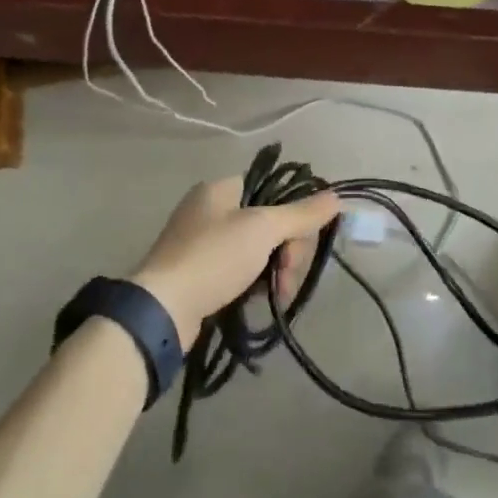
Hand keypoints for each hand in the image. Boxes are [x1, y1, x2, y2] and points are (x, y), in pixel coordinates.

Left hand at [132, 177, 340, 349]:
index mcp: (221, 189)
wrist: (162, 309)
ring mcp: (202, 242)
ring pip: (258, 249)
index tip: (299, 244)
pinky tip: (258, 299)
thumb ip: (301, 214)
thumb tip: (336, 196)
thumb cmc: (213, 257)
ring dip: (274, 271)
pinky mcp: (198, 273)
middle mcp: (210, 209)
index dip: (294, 216)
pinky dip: (254, 283)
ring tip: (276, 296)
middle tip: (286, 278)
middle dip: (286, 251)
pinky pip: (239, 270)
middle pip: (269, 222)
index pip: (274, 190)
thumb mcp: (262, 229)